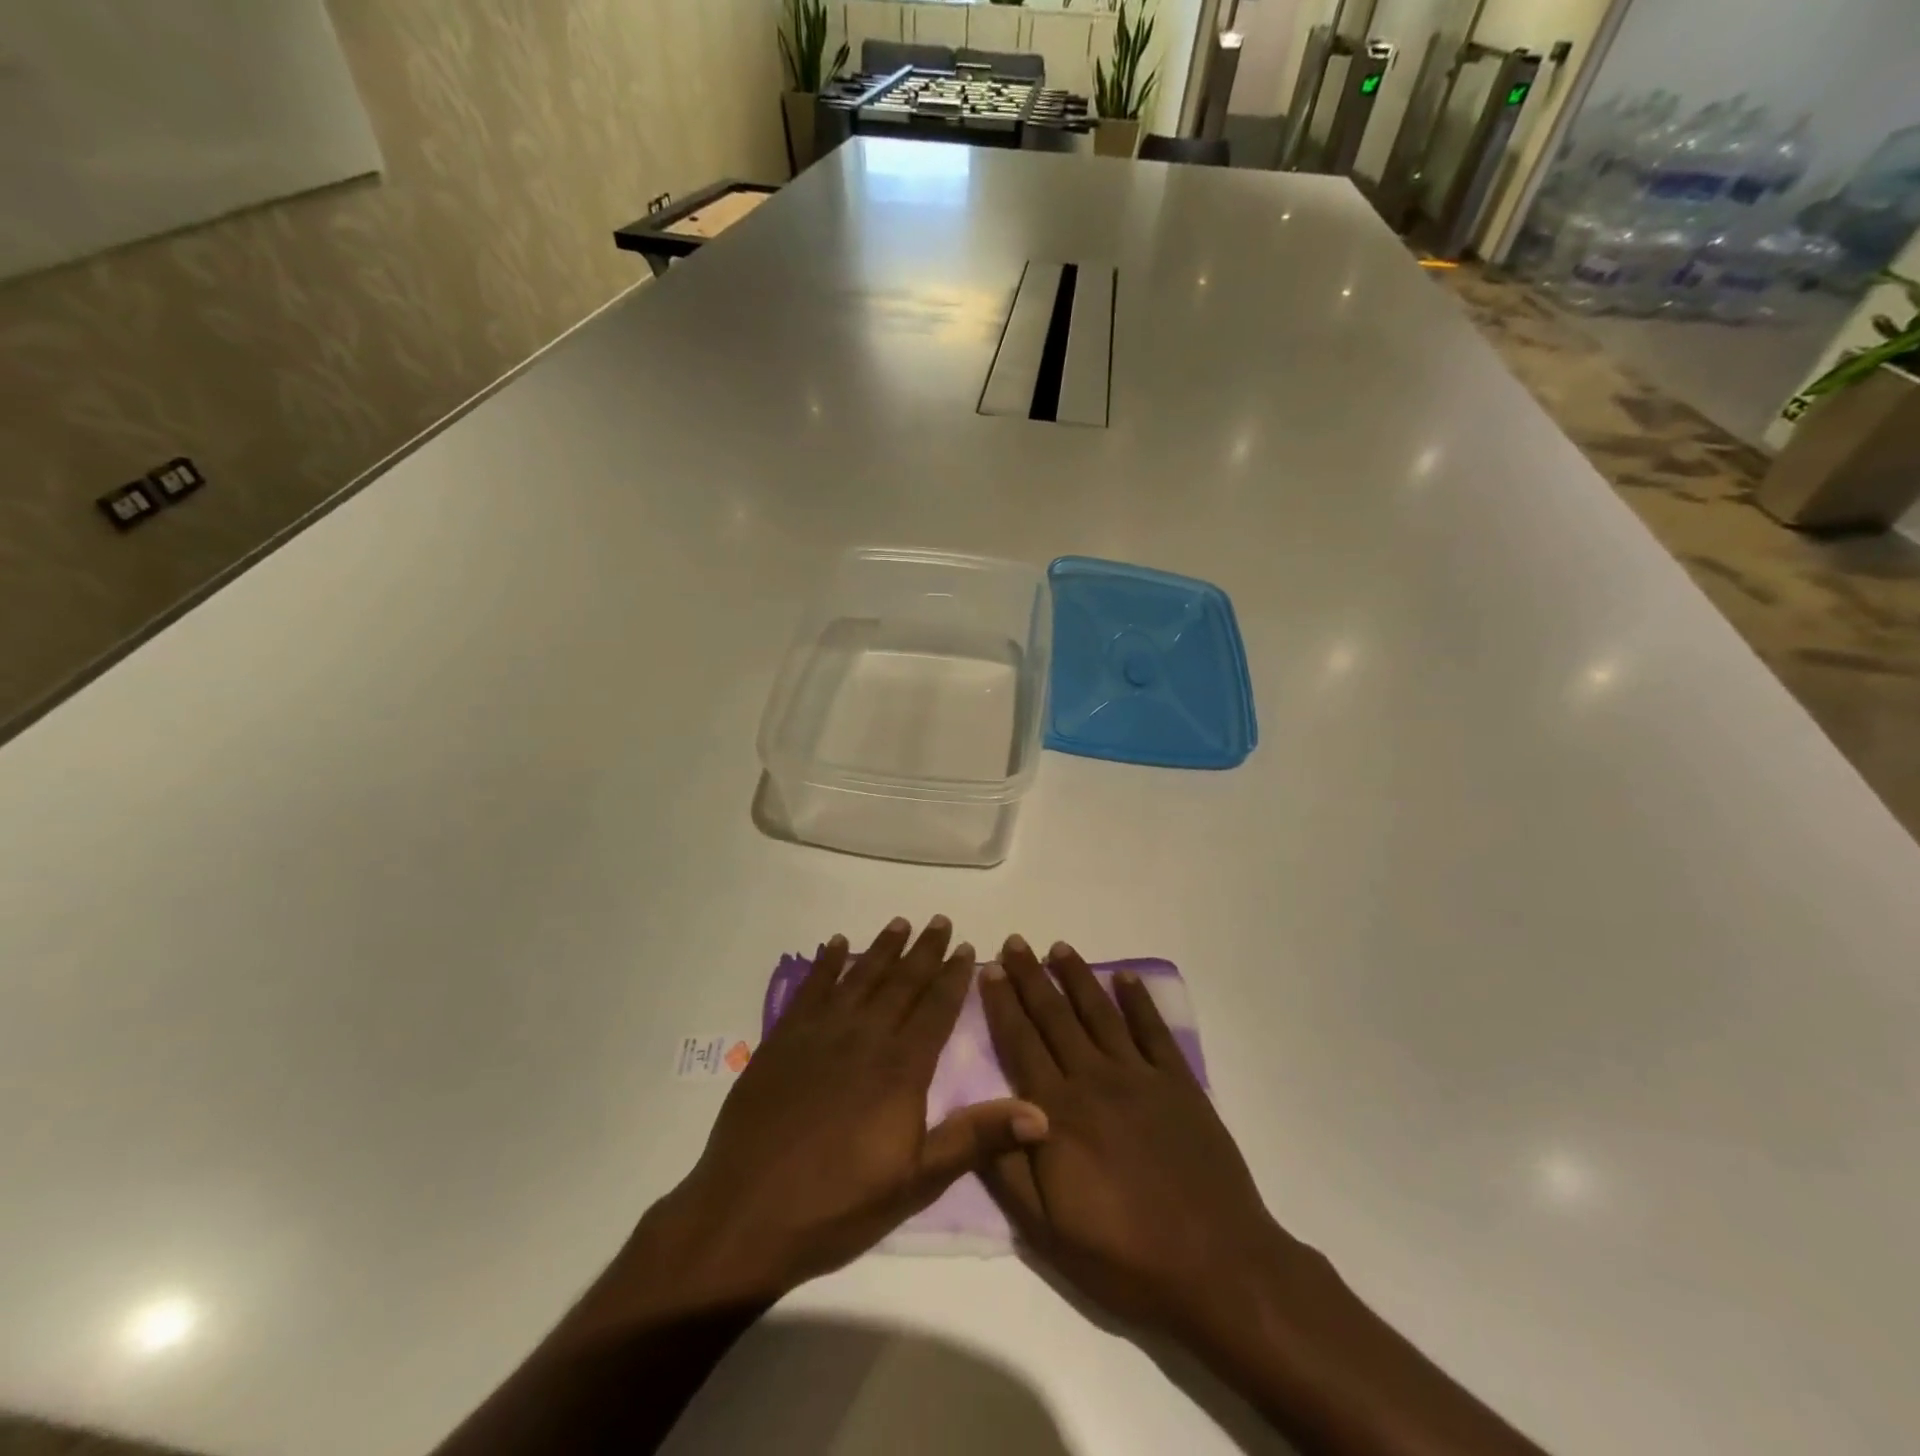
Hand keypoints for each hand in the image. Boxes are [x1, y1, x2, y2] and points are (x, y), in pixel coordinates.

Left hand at [638, 916, 1048, 1308]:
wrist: (745, 1215)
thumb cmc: (838, 1206)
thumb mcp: (915, 1182)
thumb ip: (976, 1139)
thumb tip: (1041, 1112)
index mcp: (900, 1068)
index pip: (935, 1009)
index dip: (953, 977)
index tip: (967, 947)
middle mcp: (864, 1037)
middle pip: (901, 983)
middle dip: (924, 951)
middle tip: (940, 921)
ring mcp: (819, 1034)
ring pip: (859, 977)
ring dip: (882, 948)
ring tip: (900, 923)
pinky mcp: (783, 1040)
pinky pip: (810, 988)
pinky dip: (825, 963)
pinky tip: (835, 945)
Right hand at [979, 936, 1291, 1344]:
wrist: (1216, 1266)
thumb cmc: (1124, 1255)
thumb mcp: (1049, 1231)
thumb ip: (1009, 1167)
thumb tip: (980, 1113)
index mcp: (1057, 1113)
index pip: (1020, 1043)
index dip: (1002, 1004)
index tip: (988, 969)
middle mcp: (1094, 1080)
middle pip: (1055, 1017)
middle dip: (1031, 977)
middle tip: (1015, 943)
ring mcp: (1139, 1077)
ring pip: (1100, 1013)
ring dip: (1078, 977)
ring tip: (1059, 947)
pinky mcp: (1178, 1083)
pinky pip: (1153, 1030)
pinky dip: (1138, 1000)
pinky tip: (1125, 976)